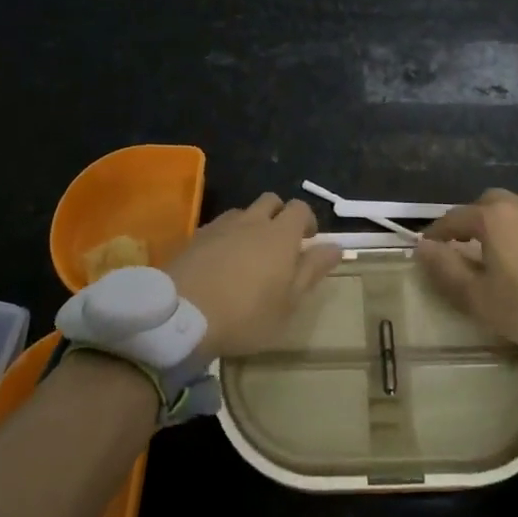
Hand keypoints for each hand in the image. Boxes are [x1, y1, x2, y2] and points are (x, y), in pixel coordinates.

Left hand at [167, 193, 343, 358]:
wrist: (182, 315)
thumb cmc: (245, 314)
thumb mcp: (288, 303)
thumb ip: (312, 270)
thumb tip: (335, 246)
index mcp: (280, 234)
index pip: (300, 208)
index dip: (308, 221)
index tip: (308, 242)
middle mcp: (252, 221)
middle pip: (271, 200)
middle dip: (279, 215)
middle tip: (280, 245)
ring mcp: (221, 226)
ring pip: (243, 212)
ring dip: (251, 225)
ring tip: (249, 254)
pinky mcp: (195, 237)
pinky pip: (219, 227)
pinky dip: (226, 237)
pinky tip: (221, 262)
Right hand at [415, 188, 517, 355]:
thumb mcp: (479, 298)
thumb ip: (447, 271)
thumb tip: (422, 248)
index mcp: (492, 218)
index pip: (453, 218)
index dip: (436, 233)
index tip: (426, 249)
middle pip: (484, 205)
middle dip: (468, 222)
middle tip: (461, 247)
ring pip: (511, 211)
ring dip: (497, 226)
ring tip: (493, 253)